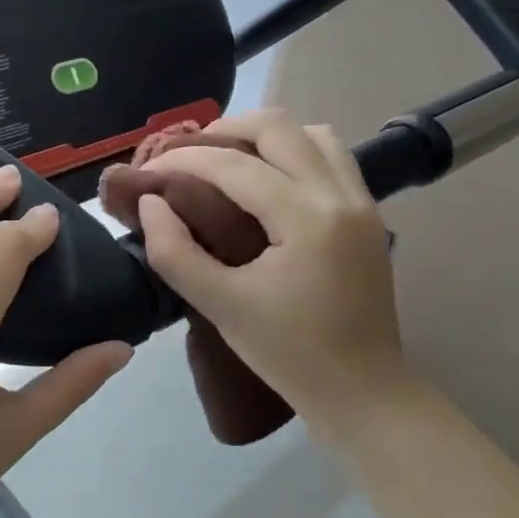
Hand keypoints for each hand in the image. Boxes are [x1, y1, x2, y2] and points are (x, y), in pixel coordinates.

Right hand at [135, 110, 414, 435]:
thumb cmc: (288, 354)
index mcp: (306, 219)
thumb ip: (175, 252)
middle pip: (279, 126)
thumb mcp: (221, 306)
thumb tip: (150, 203)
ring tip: (228, 158)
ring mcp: (361, 201)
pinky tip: (268, 178)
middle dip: (226, 129)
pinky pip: (330, 156)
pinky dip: (294, 150)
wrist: (363, 391)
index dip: (185, 160)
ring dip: (265, 134)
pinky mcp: (368, 213)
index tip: (151, 170)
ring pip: (312, 133)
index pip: (235, 166)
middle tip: (188, 153)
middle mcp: (340, 196)